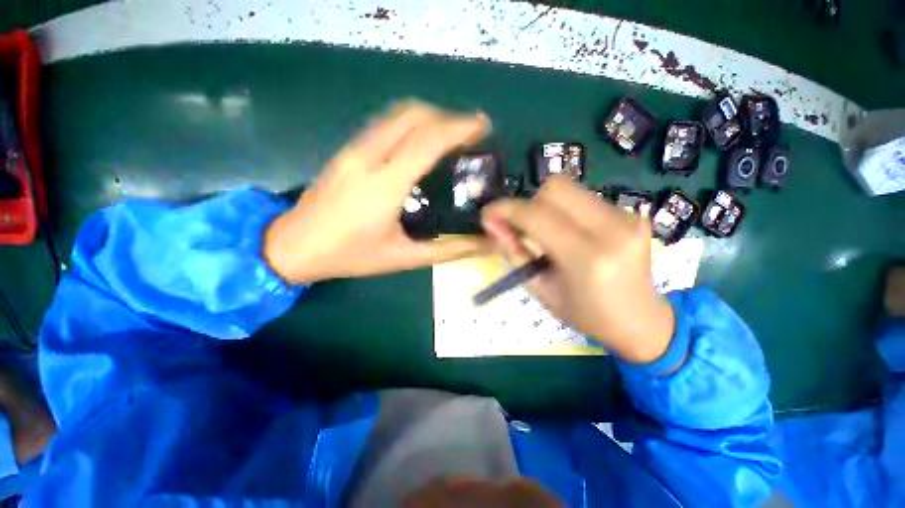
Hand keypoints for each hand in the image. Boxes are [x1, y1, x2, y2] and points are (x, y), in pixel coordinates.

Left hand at [264, 100, 492, 284]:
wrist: (293, 246)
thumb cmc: (351, 256)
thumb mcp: (405, 258)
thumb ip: (450, 250)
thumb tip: (486, 245)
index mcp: (384, 185)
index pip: (428, 140)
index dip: (460, 127)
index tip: (484, 127)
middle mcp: (367, 156)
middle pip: (413, 114)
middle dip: (448, 116)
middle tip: (471, 134)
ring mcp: (352, 148)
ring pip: (397, 113)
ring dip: (430, 117)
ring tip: (451, 136)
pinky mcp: (345, 149)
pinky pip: (384, 123)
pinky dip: (411, 123)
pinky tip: (421, 143)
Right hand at [481, 176, 674, 363]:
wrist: (642, 320)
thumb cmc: (585, 314)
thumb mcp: (540, 289)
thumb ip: (514, 252)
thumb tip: (491, 223)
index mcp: (587, 258)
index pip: (537, 216)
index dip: (506, 210)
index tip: (487, 214)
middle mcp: (612, 229)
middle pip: (555, 188)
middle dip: (528, 204)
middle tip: (522, 227)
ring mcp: (627, 217)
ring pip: (569, 188)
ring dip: (545, 206)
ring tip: (545, 233)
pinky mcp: (632, 213)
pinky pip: (584, 198)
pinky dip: (564, 210)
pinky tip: (568, 233)